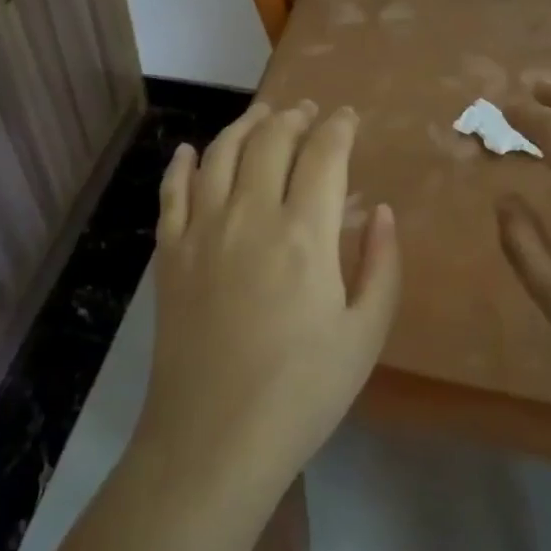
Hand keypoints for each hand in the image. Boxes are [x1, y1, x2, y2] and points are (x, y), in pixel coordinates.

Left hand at [135, 101, 401, 497]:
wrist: (214, 439)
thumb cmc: (302, 393)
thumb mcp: (365, 335)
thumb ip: (381, 265)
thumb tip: (381, 210)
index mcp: (305, 233)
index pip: (324, 154)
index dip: (339, 127)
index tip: (348, 117)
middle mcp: (250, 214)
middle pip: (271, 140)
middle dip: (294, 117)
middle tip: (308, 111)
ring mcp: (202, 229)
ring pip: (221, 152)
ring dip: (245, 125)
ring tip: (262, 115)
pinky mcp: (169, 252)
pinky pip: (172, 190)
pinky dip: (181, 163)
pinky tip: (188, 150)